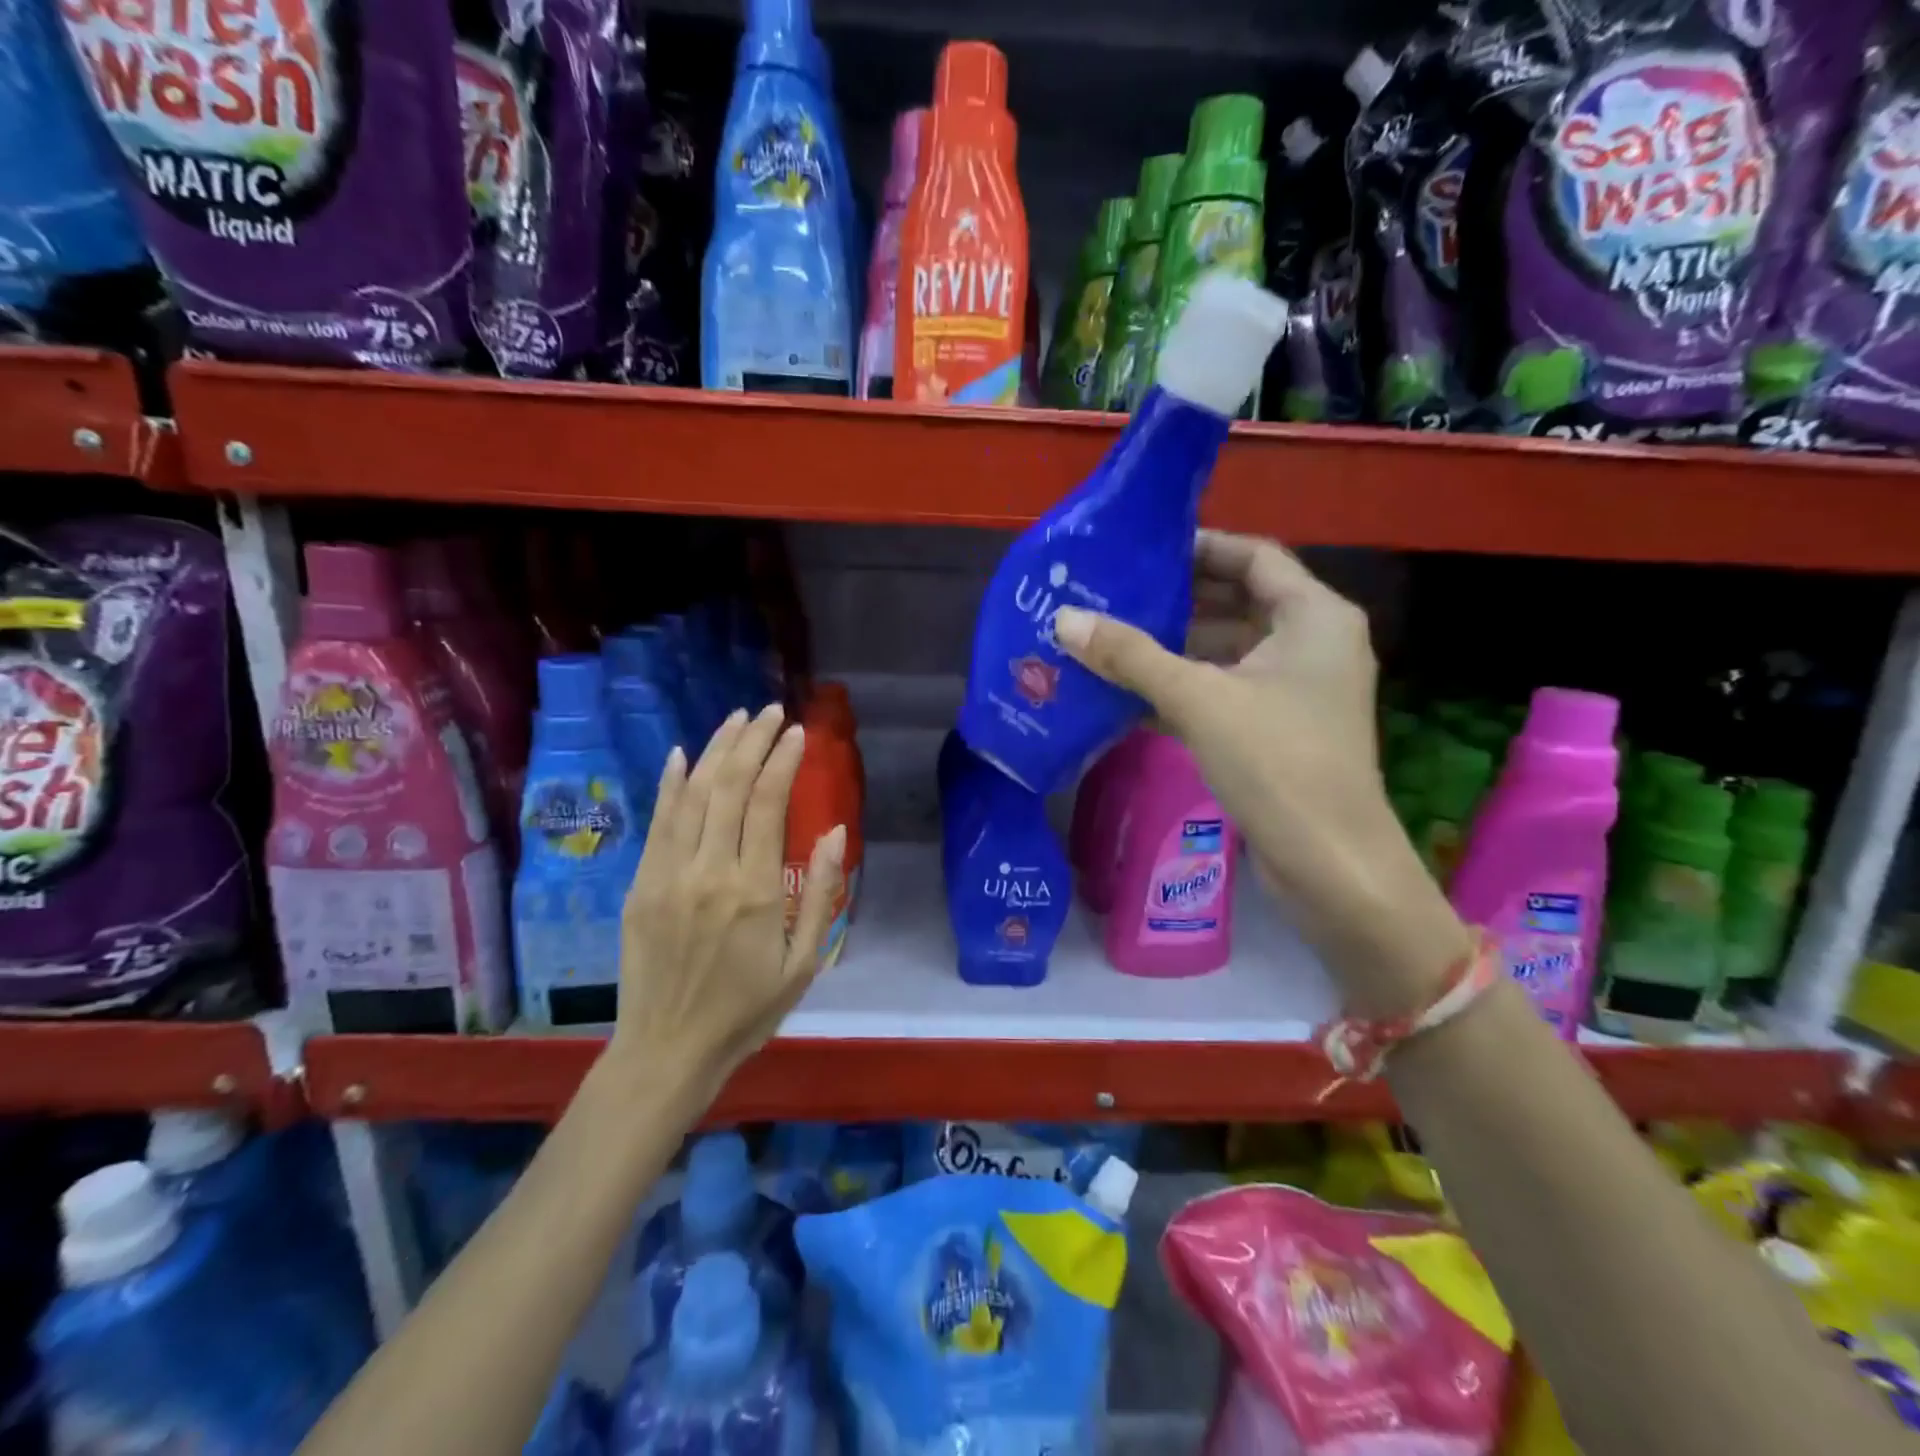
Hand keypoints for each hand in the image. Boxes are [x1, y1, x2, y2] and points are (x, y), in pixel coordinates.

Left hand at [609, 705, 845, 1099]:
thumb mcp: (803, 963)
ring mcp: (667, 875)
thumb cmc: (746, 1011)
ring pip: (691, 794)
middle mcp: (708, 871)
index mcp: (754, 891)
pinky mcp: (640, 885)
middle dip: (752, 741)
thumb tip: (833, 831)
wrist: (667, 1051)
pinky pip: (657, 822)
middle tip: (770, 712)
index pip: (767, 804)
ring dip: (715, 750)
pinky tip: (680, 754)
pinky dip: (669, 783)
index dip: (783, 760)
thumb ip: (821, 894)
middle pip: (728, 786)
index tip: (798, 733)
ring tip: (737, 720)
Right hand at [1053, 530, 1468, 1014]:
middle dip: (1177, 599)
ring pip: (1228, 650)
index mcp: (1314, 616)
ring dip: (1174, 646)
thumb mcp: (1198, 699)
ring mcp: (1298, 690)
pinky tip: (1130, 693)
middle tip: (1113, 594)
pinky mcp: (1280, 729)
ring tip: (1110, 638)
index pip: (1253, 556)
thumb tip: (1065, 619)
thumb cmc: (1276, 763)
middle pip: (1238, 601)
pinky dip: (1184, 686)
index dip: (1199, 546)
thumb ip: (1131, 656)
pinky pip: (1226, 689)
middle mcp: (1313, 643)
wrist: (1330, 864)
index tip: (1141, 550)